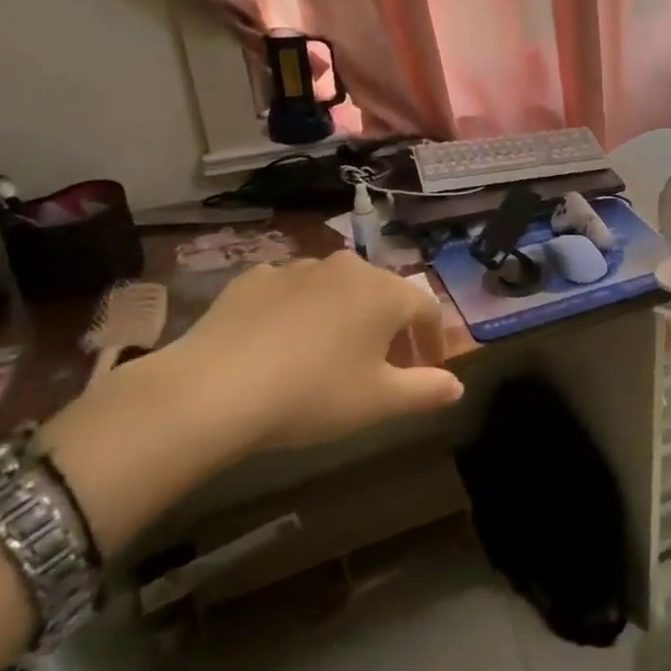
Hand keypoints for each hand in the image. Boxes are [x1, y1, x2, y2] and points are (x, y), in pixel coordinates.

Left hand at [164, 251, 463, 455]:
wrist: (213, 390)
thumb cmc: (313, 393)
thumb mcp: (379, 402)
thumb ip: (426, 390)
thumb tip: (457, 385)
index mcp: (385, 292)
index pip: (427, 310)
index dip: (434, 340)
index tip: (430, 369)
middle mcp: (347, 268)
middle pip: (384, 294)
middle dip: (392, 328)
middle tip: (386, 366)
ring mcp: (297, 268)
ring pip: (338, 290)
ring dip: (347, 316)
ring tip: (333, 354)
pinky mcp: (254, 278)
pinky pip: (293, 292)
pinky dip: (301, 312)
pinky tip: (285, 342)